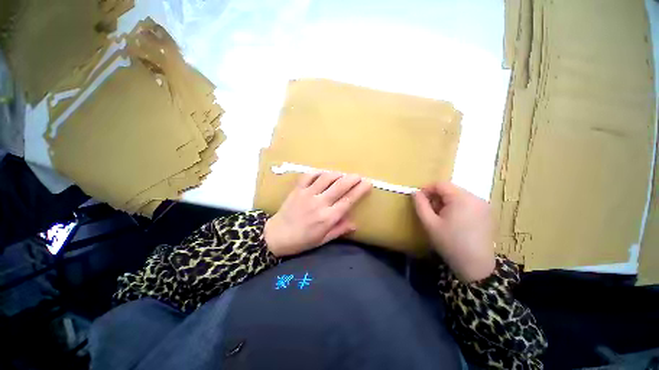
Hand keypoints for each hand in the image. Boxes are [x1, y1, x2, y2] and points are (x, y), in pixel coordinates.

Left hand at [264, 172, 371, 256]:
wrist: (276, 236)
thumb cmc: (302, 241)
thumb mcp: (323, 240)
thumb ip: (339, 230)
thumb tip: (355, 223)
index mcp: (327, 218)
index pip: (348, 200)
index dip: (359, 190)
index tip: (368, 183)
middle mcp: (319, 203)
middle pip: (340, 186)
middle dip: (352, 179)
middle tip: (359, 176)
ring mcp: (307, 194)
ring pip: (326, 178)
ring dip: (337, 174)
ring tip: (343, 175)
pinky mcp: (297, 189)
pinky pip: (309, 175)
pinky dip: (318, 172)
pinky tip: (324, 174)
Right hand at [413, 182, 494, 281]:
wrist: (476, 266)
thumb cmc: (450, 243)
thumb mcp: (430, 223)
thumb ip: (420, 205)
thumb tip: (415, 192)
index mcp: (462, 198)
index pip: (441, 184)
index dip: (427, 189)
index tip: (419, 200)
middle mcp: (476, 198)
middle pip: (450, 190)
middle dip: (436, 197)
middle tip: (430, 212)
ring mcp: (484, 206)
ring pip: (458, 196)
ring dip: (446, 203)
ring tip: (440, 218)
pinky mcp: (487, 214)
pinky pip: (467, 203)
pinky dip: (456, 207)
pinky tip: (453, 222)